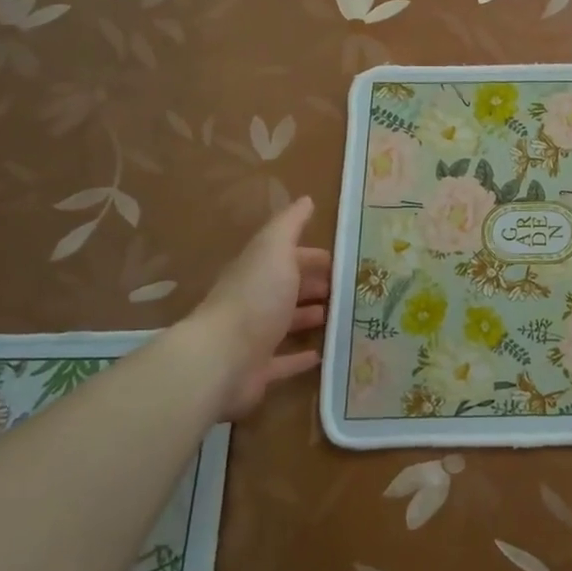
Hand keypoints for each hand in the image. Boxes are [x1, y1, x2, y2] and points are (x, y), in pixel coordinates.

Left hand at [183, 196, 331, 416]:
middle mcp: (255, 301)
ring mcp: (255, 337)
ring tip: (341, 315)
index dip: (314, 257)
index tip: (343, 261)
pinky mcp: (258, 371)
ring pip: (287, 322)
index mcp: (259, 271)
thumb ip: (290, 225)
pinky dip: (300, 357)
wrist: (222, 358)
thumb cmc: (255, 297)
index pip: (289, 258)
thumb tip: (306, 200)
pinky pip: (283, 362)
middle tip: (349, 288)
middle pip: (289, 288)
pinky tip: (322, 354)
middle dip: (315, 285)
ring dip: (310, 317)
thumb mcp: (274, 249)